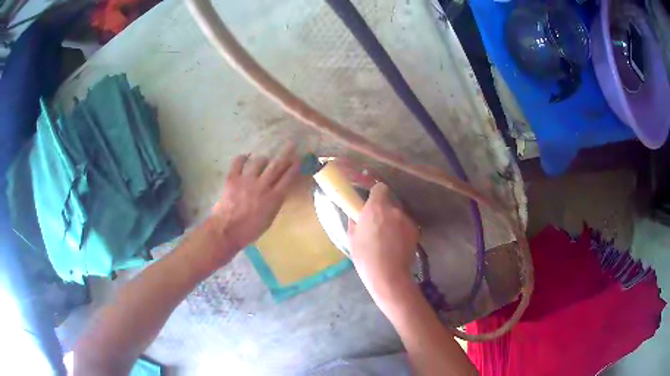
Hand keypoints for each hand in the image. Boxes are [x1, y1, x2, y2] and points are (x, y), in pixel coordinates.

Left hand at [208, 145, 299, 251]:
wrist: (226, 231)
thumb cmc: (250, 230)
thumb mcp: (269, 219)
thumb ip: (275, 203)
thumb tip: (278, 191)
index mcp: (273, 198)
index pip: (288, 178)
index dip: (295, 166)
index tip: (300, 158)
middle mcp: (262, 185)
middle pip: (276, 166)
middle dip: (285, 154)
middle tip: (291, 144)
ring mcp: (246, 180)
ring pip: (259, 162)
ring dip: (263, 160)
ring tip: (263, 161)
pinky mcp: (232, 178)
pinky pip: (238, 162)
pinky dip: (242, 158)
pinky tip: (245, 157)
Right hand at [348, 182, 419, 301]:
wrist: (388, 275)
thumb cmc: (365, 257)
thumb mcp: (352, 238)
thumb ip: (354, 221)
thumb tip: (355, 215)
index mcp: (376, 207)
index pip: (380, 188)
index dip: (376, 194)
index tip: (371, 203)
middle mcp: (394, 209)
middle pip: (390, 202)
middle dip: (384, 210)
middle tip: (377, 223)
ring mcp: (407, 219)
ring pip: (398, 214)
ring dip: (393, 221)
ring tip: (388, 237)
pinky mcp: (415, 231)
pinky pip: (406, 225)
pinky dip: (401, 230)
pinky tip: (397, 244)